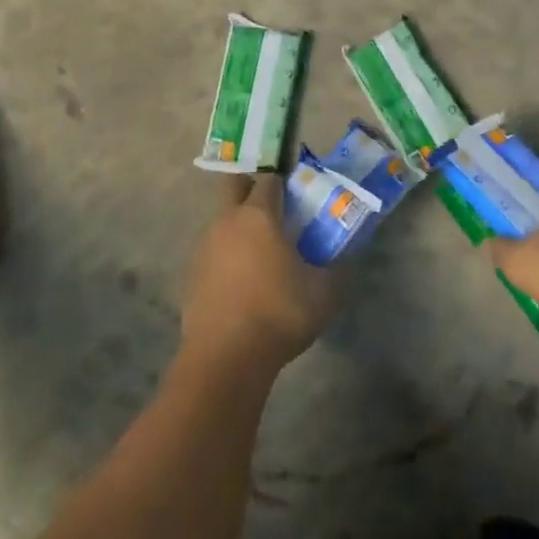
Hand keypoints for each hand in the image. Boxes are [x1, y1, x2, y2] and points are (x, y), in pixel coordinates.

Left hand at [180, 175, 335, 376]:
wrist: (224, 359)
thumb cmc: (278, 314)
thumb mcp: (323, 293)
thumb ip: (336, 268)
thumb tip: (346, 258)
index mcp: (258, 214)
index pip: (270, 179)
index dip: (284, 181)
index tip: (298, 193)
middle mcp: (228, 220)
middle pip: (234, 185)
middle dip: (251, 187)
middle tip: (273, 208)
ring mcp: (205, 246)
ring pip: (222, 220)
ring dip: (239, 226)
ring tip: (261, 252)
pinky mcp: (192, 274)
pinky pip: (213, 251)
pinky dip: (226, 256)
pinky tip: (241, 282)